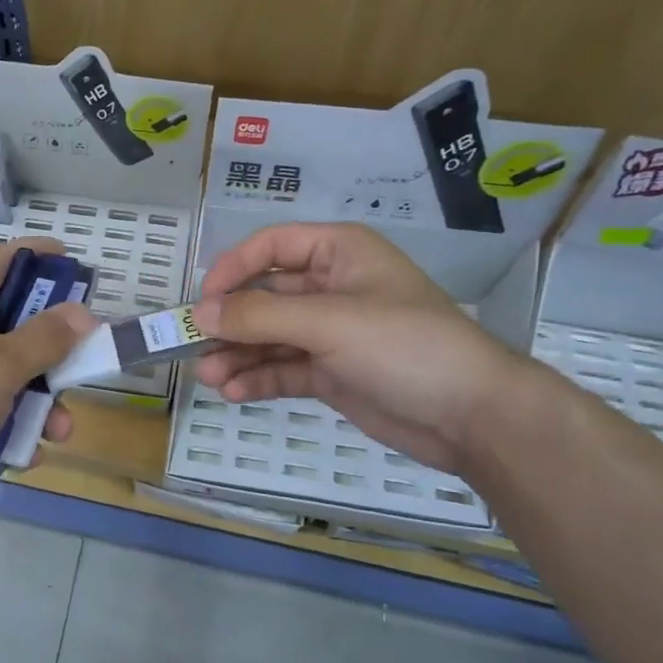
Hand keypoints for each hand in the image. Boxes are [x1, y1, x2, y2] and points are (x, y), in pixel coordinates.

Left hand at [0, 239, 93, 538]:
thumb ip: (44, 340)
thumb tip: (81, 311)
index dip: (35, 255)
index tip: (72, 260)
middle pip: (12, 324)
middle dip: (52, 350)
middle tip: (84, 364)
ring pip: (4, 375)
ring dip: (38, 400)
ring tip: (59, 433)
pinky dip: (10, 428)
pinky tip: (25, 456)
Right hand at [190, 222, 523, 471]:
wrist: (470, 415)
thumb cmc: (404, 346)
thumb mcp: (330, 322)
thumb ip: (261, 315)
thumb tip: (201, 313)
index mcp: (338, 254)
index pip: (271, 247)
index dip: (233, 269)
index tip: (204, 302)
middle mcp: (330, 288)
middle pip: (264, 296)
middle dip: (230, 322)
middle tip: (193, 347)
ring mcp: (330, 334)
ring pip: (269, 337)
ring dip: (238, 354)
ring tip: (208, 377)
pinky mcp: (331, 373)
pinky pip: (283, 369)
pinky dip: (258, 379)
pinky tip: (233, 392)